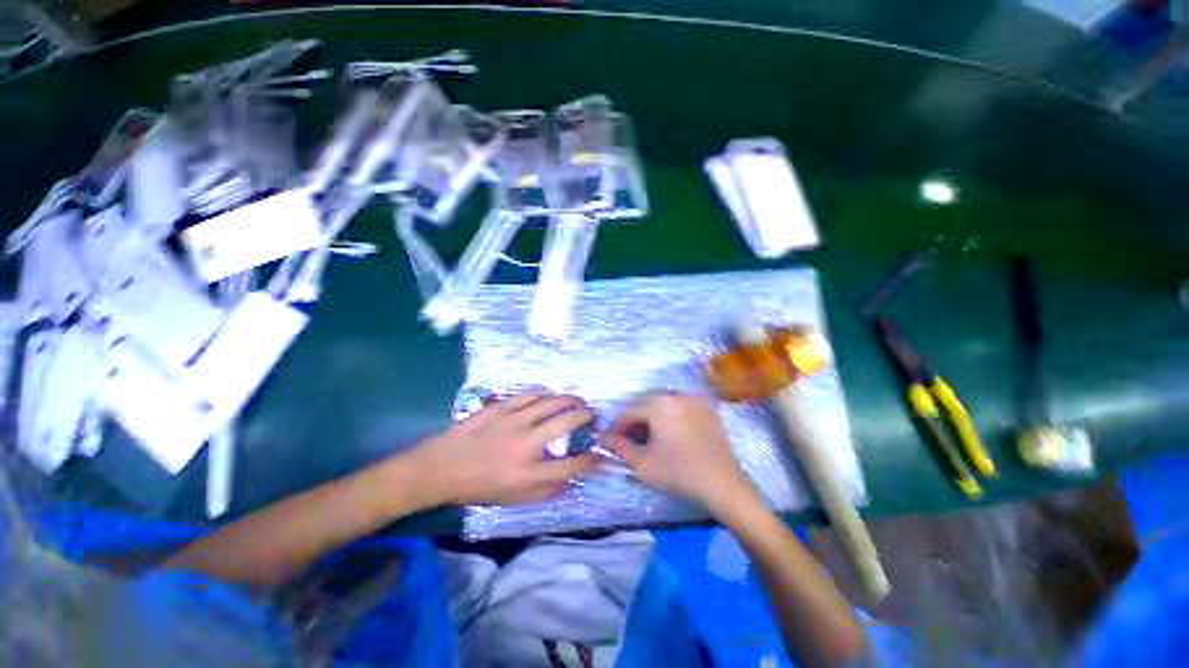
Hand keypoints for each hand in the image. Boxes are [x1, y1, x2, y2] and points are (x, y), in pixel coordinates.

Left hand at [413, 391, 599, 506]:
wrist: (442, 468)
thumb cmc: (480, 487)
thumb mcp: (514, 500)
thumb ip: (547, 492)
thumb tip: (573, 481)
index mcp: (530, 474)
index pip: (572, 466)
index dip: (592, 460)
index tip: (600, 455)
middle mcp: (527, 444)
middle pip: (567, 422)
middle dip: (586, 416)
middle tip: (591, 415)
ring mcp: (514, 421)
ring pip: (552, 402)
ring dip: (570, 400)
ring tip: (577, 401)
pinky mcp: (502, 407)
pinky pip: (530, 394)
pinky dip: (545, 393)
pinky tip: (549, 396)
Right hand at [602, 393, 761, 515]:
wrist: (723, 485)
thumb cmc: (678, 473)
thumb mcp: (643, 464)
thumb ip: (619, 447)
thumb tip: (603, 438)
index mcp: (658, 403)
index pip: (629, 411)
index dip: (618, 427)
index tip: (613, 442)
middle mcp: (675, 395)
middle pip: (646, 403)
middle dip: (635, 420)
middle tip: (631, 440)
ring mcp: (694, 400)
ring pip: (664, 403)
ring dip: (653, 417)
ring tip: (651, 438)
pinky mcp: (708, 409)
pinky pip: (682, 406)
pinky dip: (671, 416)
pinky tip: (672, 434)